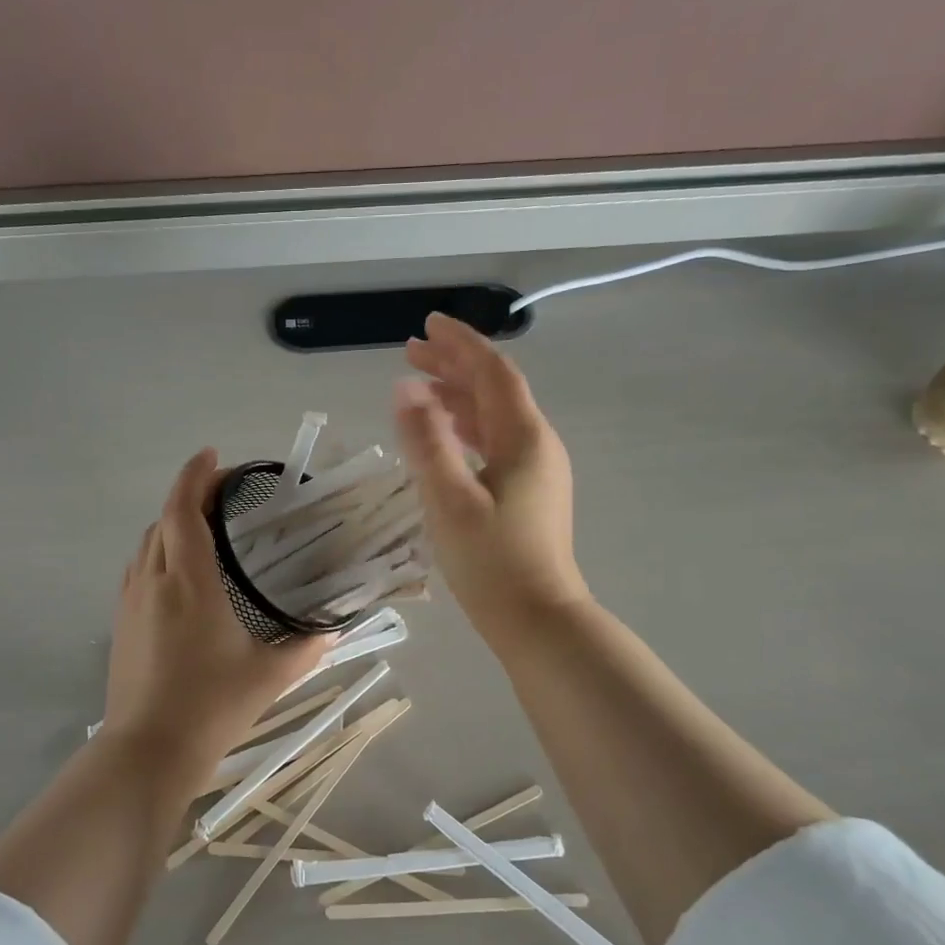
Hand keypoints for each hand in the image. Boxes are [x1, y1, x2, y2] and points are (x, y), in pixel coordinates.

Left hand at [102, 449, 329, 761]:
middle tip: (222, 492)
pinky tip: (180, 571)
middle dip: (188, 495)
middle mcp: (154, 581)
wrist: (148, 750)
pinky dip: (159, 551)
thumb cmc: (211, 707)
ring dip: (172, 523)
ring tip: (204, 525)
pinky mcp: (122, 623)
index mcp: (190, 582)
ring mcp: (131, 601)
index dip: (196, 476)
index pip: (183, 510)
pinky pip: (139, 568)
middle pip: (164, 520)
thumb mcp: (269, 676)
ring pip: (147, 543)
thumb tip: (333, 629)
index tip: (214, 456)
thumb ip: (306, 648)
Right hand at [394, 313, 589, 638]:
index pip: (492, 372)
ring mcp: (537, 470)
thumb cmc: (492, 562)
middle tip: (411, 352)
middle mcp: (536, 445)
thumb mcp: (450, 500)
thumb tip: (406, 389)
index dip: (460, 344)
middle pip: (494, 389)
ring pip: (495, 417)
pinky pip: (496, 442)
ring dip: (459, 396)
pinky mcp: (529, 493)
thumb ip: (426, 442)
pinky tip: (447, 435)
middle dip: (454, 366)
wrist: (538, 620)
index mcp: (523, 438)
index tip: (427, 325)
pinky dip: (468, 427)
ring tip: (421, 387)